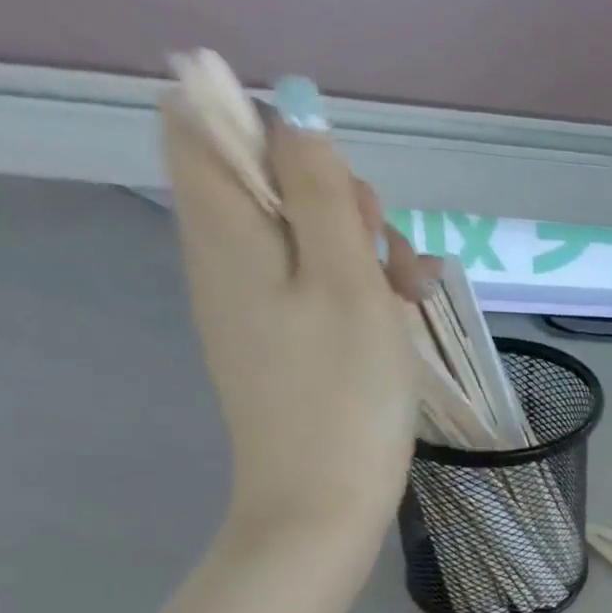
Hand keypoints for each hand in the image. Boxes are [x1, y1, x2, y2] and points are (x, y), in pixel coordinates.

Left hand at [163, 92, 429, 546]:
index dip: (265, 124)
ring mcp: (253, 305)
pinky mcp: (282, 342)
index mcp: (224, 231)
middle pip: (267, 181)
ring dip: (362, 248)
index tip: (331, 176)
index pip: (200, 123)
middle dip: (338, 196)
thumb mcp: (346, 282)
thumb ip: (319, 191)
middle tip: (383, 249)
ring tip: (411, 296)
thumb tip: (290, 110)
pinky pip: (315, 286)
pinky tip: (403, 317)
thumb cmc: (342, 393)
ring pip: (303, 236)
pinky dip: (359, 289)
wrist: (323, 503)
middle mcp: (224, 259)